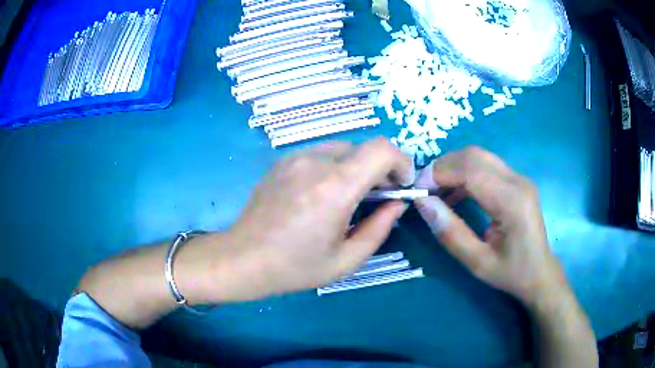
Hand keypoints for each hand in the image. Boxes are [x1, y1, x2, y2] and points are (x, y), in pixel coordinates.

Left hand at [212, 138, 413, 300]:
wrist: (242, 258)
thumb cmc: (294, 267)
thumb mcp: (346, 260)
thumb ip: (379, 229)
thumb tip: (397, 203)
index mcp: (335, 187)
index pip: (381, 150)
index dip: (401, 161)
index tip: (401, 185)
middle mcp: (315, 162)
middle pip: (364, 148)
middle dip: (379, 170)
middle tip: (376, 198)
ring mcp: (294, 157)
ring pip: (342, 149)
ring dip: (356, 168)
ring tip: (347, 197)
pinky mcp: (281, 161)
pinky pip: (319, 154)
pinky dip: (333, 167)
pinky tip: (320, 194)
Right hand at [413, 147, 566, 305]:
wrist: (540, 273)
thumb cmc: (511, 272)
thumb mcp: (477, 262)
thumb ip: (450, 232)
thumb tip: (423, 203)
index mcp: (512, 201)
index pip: (470, 171)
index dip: (439, 174)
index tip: (417, 190)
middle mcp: (517, 181)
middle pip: (474, 155)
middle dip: (443, 166)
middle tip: (424, 189)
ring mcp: (519, 178)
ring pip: (478, 156)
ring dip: (453, 168)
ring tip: (435, 191)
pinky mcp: (516, 181)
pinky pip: (486, 166)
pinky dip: (465, 173)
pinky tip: (454, 193)